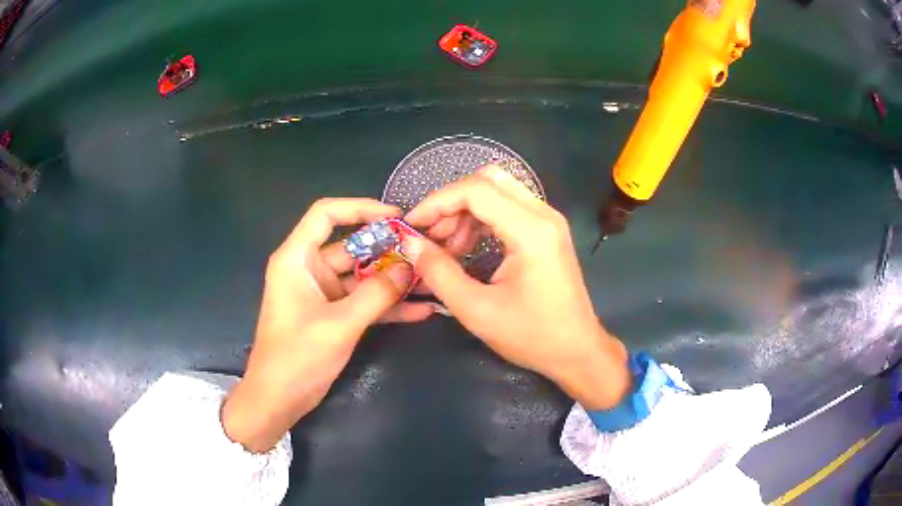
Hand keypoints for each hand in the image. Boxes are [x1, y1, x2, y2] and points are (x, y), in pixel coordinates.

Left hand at [222, 198, 433, 452]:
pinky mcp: (333, 315)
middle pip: (351, 246)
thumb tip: (409, 268)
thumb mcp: (339, 324)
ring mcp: (322, 293)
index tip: (395, 217)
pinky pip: (363, 301)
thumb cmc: (297, 357)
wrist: (278, 399)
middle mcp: (309, 269)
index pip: (326, 214)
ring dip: (392, 281)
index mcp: (297, 259)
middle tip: (424, 253)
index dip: (360, 208)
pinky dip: (386, 305)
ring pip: (362, 276)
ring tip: (430, 281)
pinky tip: (419, 310)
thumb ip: (376, 294)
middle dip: (388, 250)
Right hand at [403, 166, 631, 409]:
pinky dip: (481, 219)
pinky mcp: (548, 230)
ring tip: (448, 249)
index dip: (437, 202)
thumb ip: (439, 272)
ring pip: (497, 190)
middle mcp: (543, 215)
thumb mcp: (476, 310)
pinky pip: (508, 207)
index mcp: (531, 231)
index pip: (476, 190)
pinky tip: (467, 249)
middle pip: (488, 179)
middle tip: (432, 236)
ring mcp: (548, 220)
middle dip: (452, 202)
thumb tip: (409, 243)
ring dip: (465, 211)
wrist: (576, 351)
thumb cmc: (531, 336)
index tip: (412, 226)